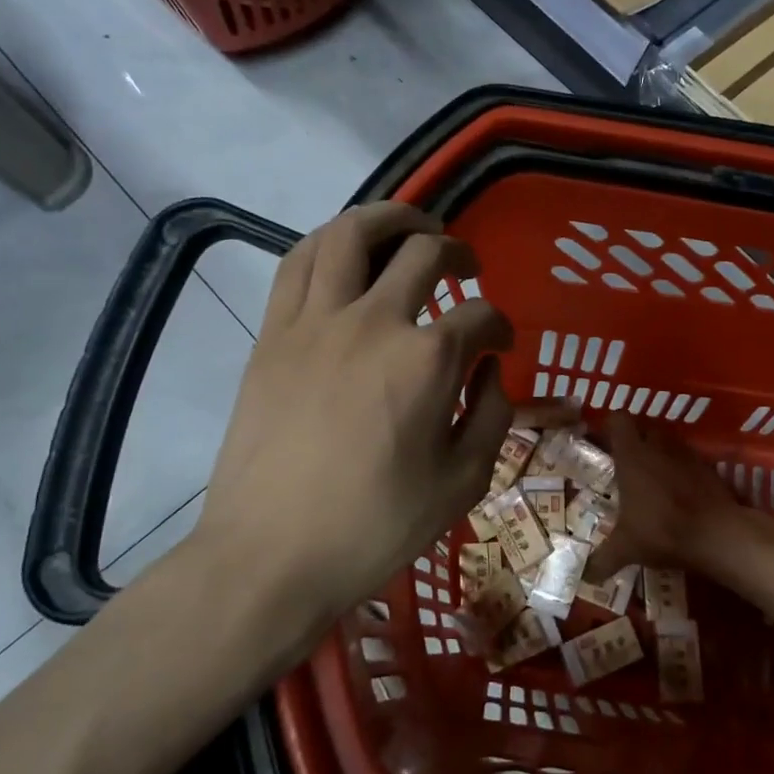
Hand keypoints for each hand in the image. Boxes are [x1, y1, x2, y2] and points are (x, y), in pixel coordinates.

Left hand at [184, 203, 512, 630]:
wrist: (271, 555)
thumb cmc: (375, 526)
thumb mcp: (462, 483)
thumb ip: (492, 416)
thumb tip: (491, 371)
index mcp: (428, 360)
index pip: (481, 317)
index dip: (501, 326)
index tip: (502, 345)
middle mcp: (374, 321)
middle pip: (424, 251)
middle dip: (458, 252)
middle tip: (467, 268)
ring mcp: (316, 321)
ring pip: (351, 233)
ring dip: (391, 218)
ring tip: (411, 228)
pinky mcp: (273, 333)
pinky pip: (297, 262)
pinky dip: (329, 242)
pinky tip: (345, 253)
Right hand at [596, 413, 747, 577]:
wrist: (718, 534)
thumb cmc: (662, 530)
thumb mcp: (627, 548)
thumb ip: (604, 559)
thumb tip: (586, 577)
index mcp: (632, 456)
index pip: (618, 419)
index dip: (610, 427)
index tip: (604, 444)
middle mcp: (658, 446)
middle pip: (644, 427)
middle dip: (635, 440)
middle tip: (626, 463)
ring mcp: (686, 454)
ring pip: (668, 441)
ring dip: (660, 452)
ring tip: (652, 477)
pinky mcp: (708, 467)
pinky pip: (688, 459)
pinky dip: (681, 469)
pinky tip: (679, 491)